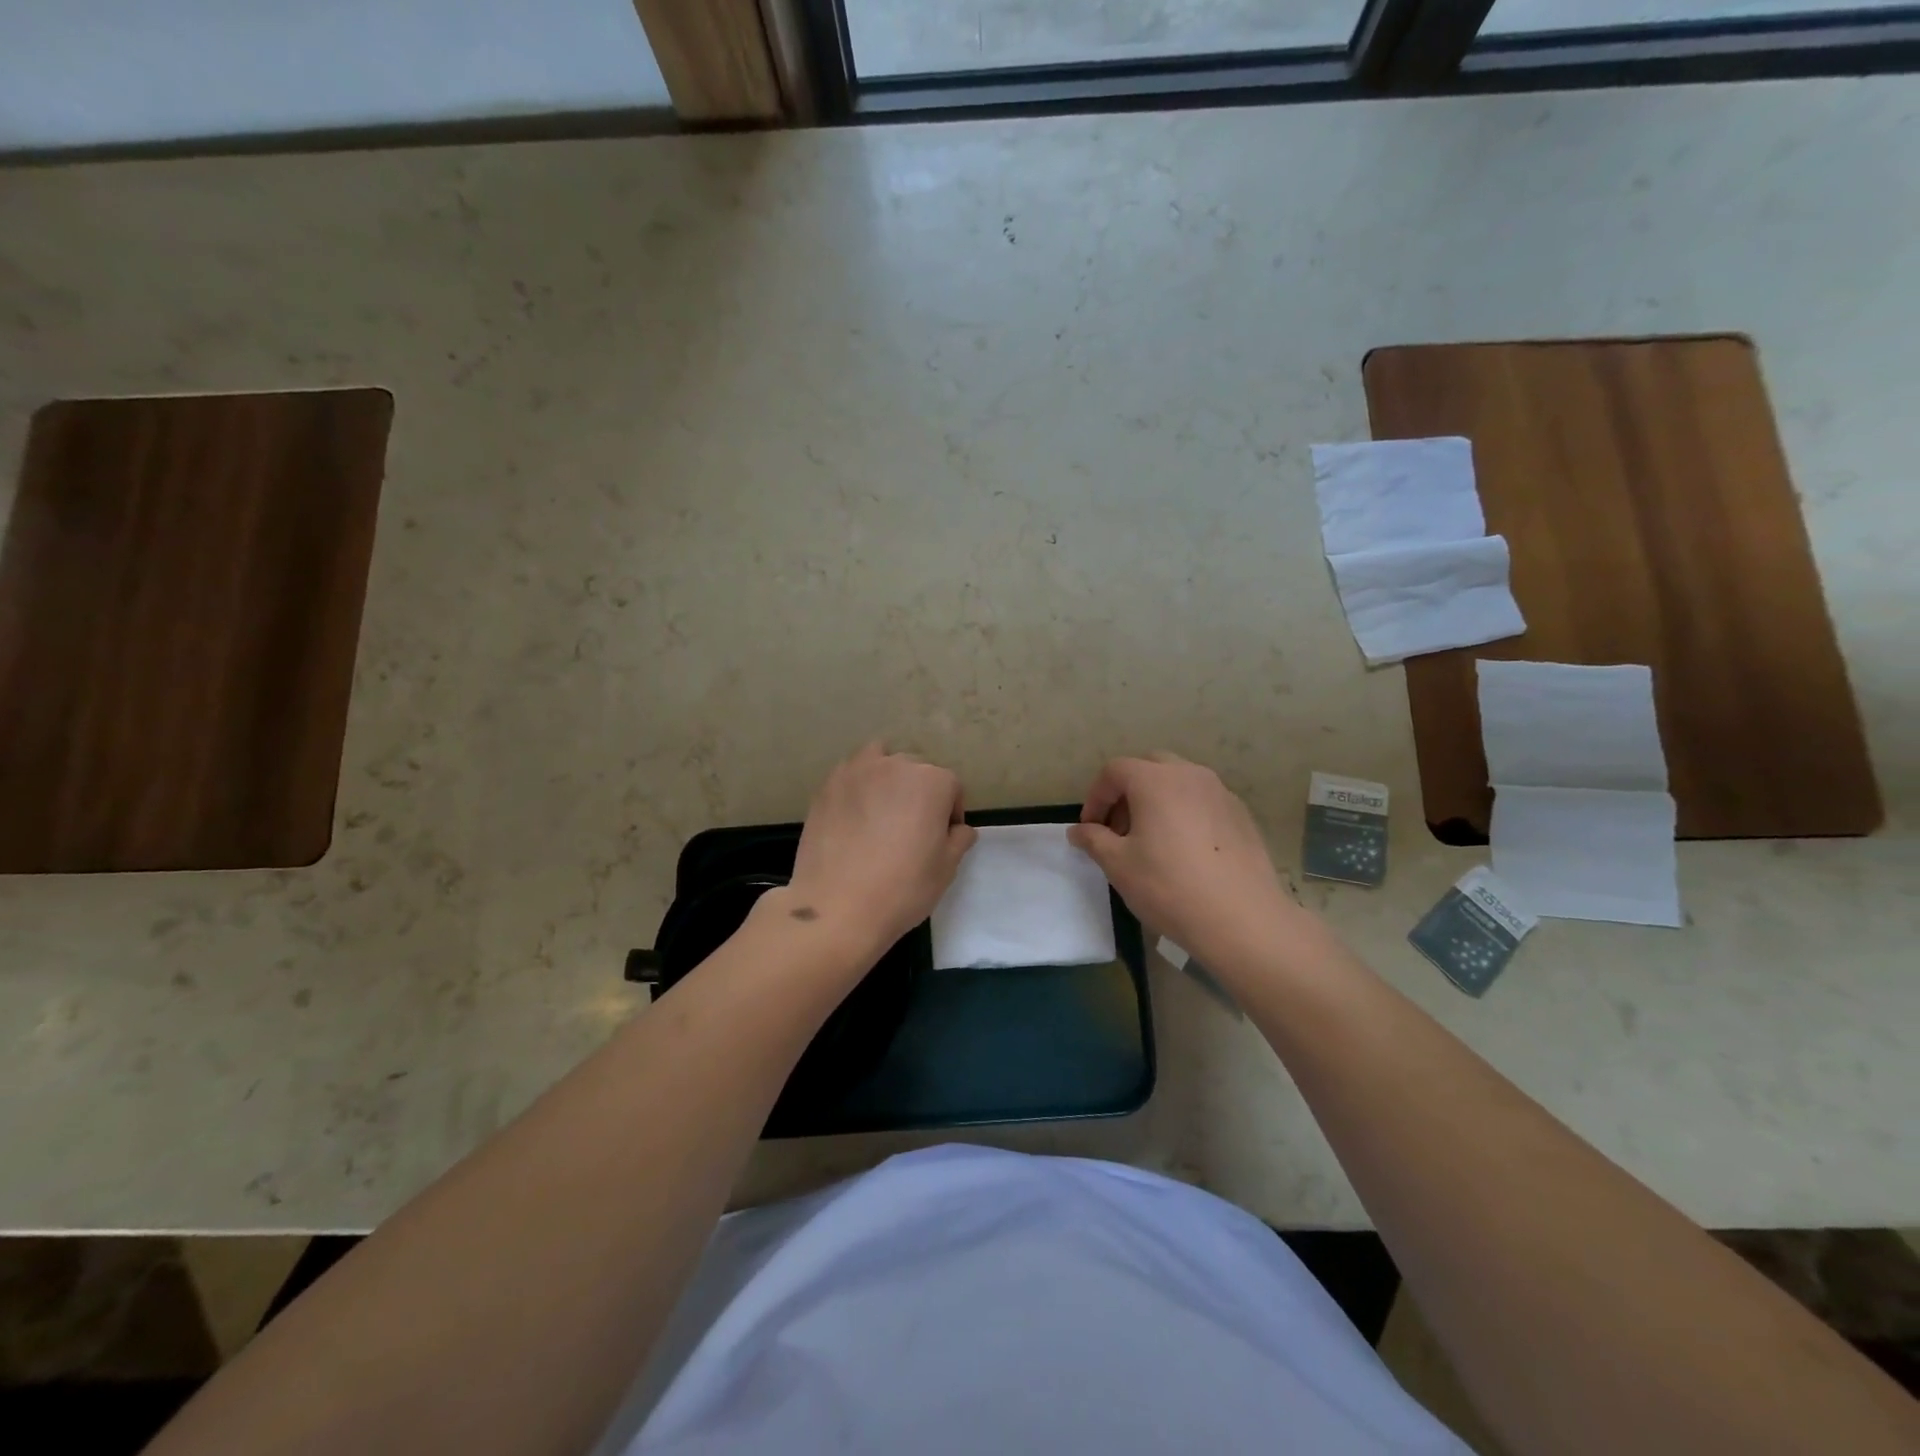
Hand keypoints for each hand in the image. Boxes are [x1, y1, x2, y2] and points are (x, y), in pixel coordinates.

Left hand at [784, 743, 976, 957]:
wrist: (838, 906)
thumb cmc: (903, 888)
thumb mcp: (946, 869)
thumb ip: (958, 840)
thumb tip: (959, 829)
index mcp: (932, 782)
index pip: (951, 787)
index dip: (950, 813)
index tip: (942, 837)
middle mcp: (896, 766)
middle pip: (916, 770)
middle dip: (920, 793)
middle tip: (911, 828)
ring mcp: (857, 772)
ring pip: (880, 760)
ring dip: (887, 778)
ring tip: (881, 810)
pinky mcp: (827, 786)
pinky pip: (850, 775)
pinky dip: (857, 787)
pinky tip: (853, 816)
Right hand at [1068, 753, 1306, 973]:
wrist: (1242, 919)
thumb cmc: (1169, 886)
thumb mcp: (1118, 865)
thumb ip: (1093, 840)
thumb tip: (1078, 831)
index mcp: (1155, 780)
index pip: (1115, 771)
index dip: (1096, 796)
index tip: (1090, 828)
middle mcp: (1190, 775)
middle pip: (1149, 767)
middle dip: (1127, 792)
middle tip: (1119, 830)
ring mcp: (1221, 793)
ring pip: (1179, 782)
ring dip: (1157, 801)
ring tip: (1151, 840)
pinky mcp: (1241, 815)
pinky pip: (1203, 802)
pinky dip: (1185, 813)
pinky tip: (1185, 851)